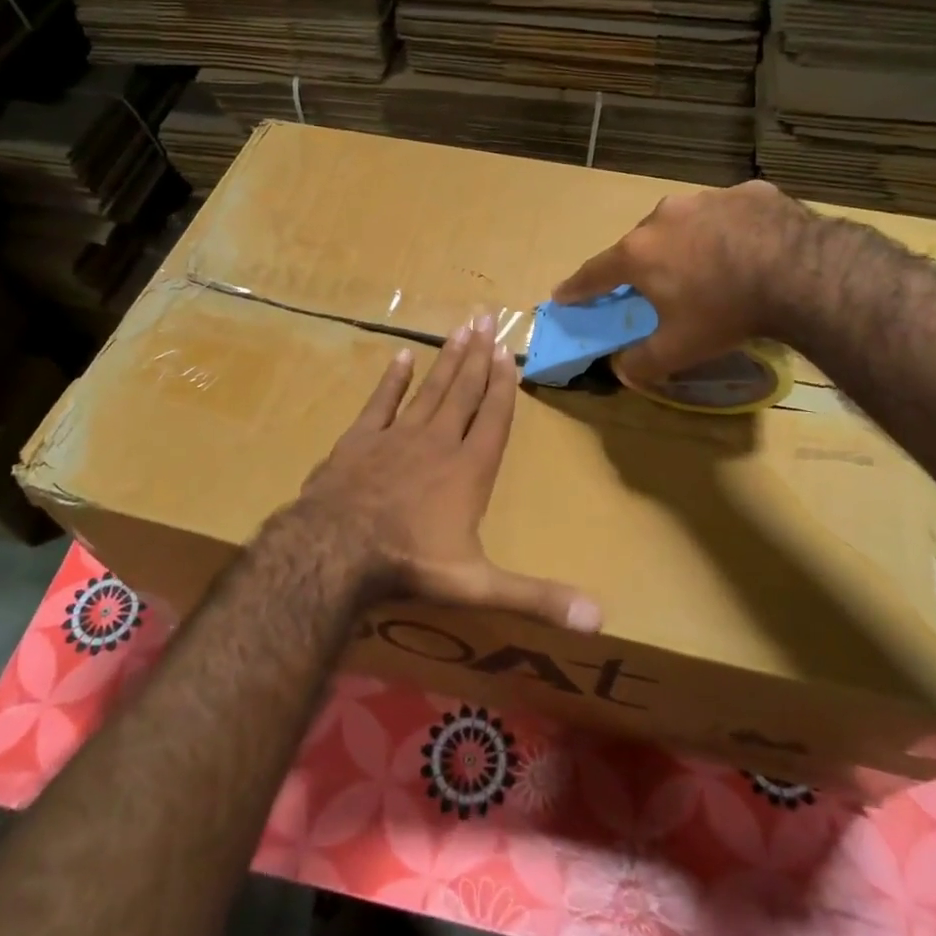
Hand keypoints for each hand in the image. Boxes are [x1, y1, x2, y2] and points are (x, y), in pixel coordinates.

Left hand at [299, 315, 601, 632]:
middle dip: (479, 355)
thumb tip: (600, 618)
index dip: (504, 385)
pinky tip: (401, 354)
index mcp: (469, 469)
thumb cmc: (410, 564)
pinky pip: (381, 401)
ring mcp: (396, 436)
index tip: (509, 352)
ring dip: (447, 358)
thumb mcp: (479, 585)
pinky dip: (392, 379)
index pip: (494, 418)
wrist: (334, 550)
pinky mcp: (359, 439)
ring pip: (430, 389)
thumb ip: (537, 597)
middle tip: (488, 317)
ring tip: (462, 327)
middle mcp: (438, 442)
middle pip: (464, 391)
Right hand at [553, 180, 815, 384]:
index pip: (594, 273)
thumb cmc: (726, 311)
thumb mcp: (679, 349)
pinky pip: (729, 214)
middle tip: (656, 287)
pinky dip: (730, 231)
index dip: (577, 288)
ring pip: (685, 223)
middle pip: (642, 244)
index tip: (563, 294)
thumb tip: (622, 369)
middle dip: (643, 264)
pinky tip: (750, 251)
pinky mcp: (749, 191)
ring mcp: (708, 198)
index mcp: (639, 253)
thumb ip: (642, 362)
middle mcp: (665, 217)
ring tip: (711, 269)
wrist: (801, 273)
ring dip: (688, 243)